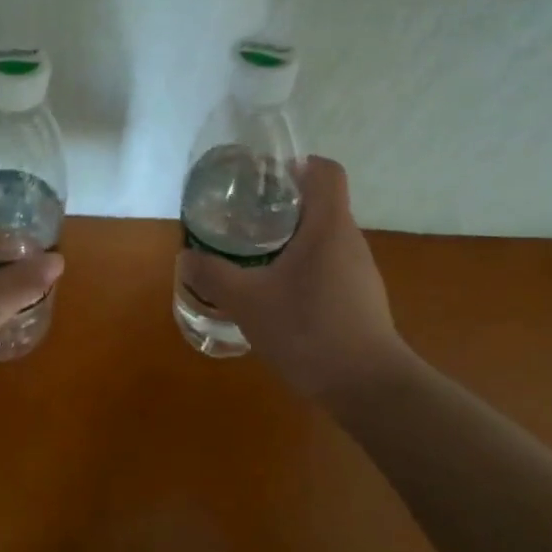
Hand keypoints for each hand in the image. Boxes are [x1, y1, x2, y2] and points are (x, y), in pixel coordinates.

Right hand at [176, 156, 415, 405]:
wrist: (367, 387)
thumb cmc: (308, 330)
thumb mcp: (247, 302)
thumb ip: (213, 276)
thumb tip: (185, 257)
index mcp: (328, 226)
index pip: (325, 170)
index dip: (297, 164)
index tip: (265, 179)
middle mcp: (350, 240)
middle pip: (321, 203)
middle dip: (283, 205)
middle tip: (244, 219)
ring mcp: (360, 271)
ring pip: (324, 238)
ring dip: (291, 240)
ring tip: (255, 257)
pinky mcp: (361, 299)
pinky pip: (329, 266)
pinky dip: (304, 268)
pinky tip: (278, 296)